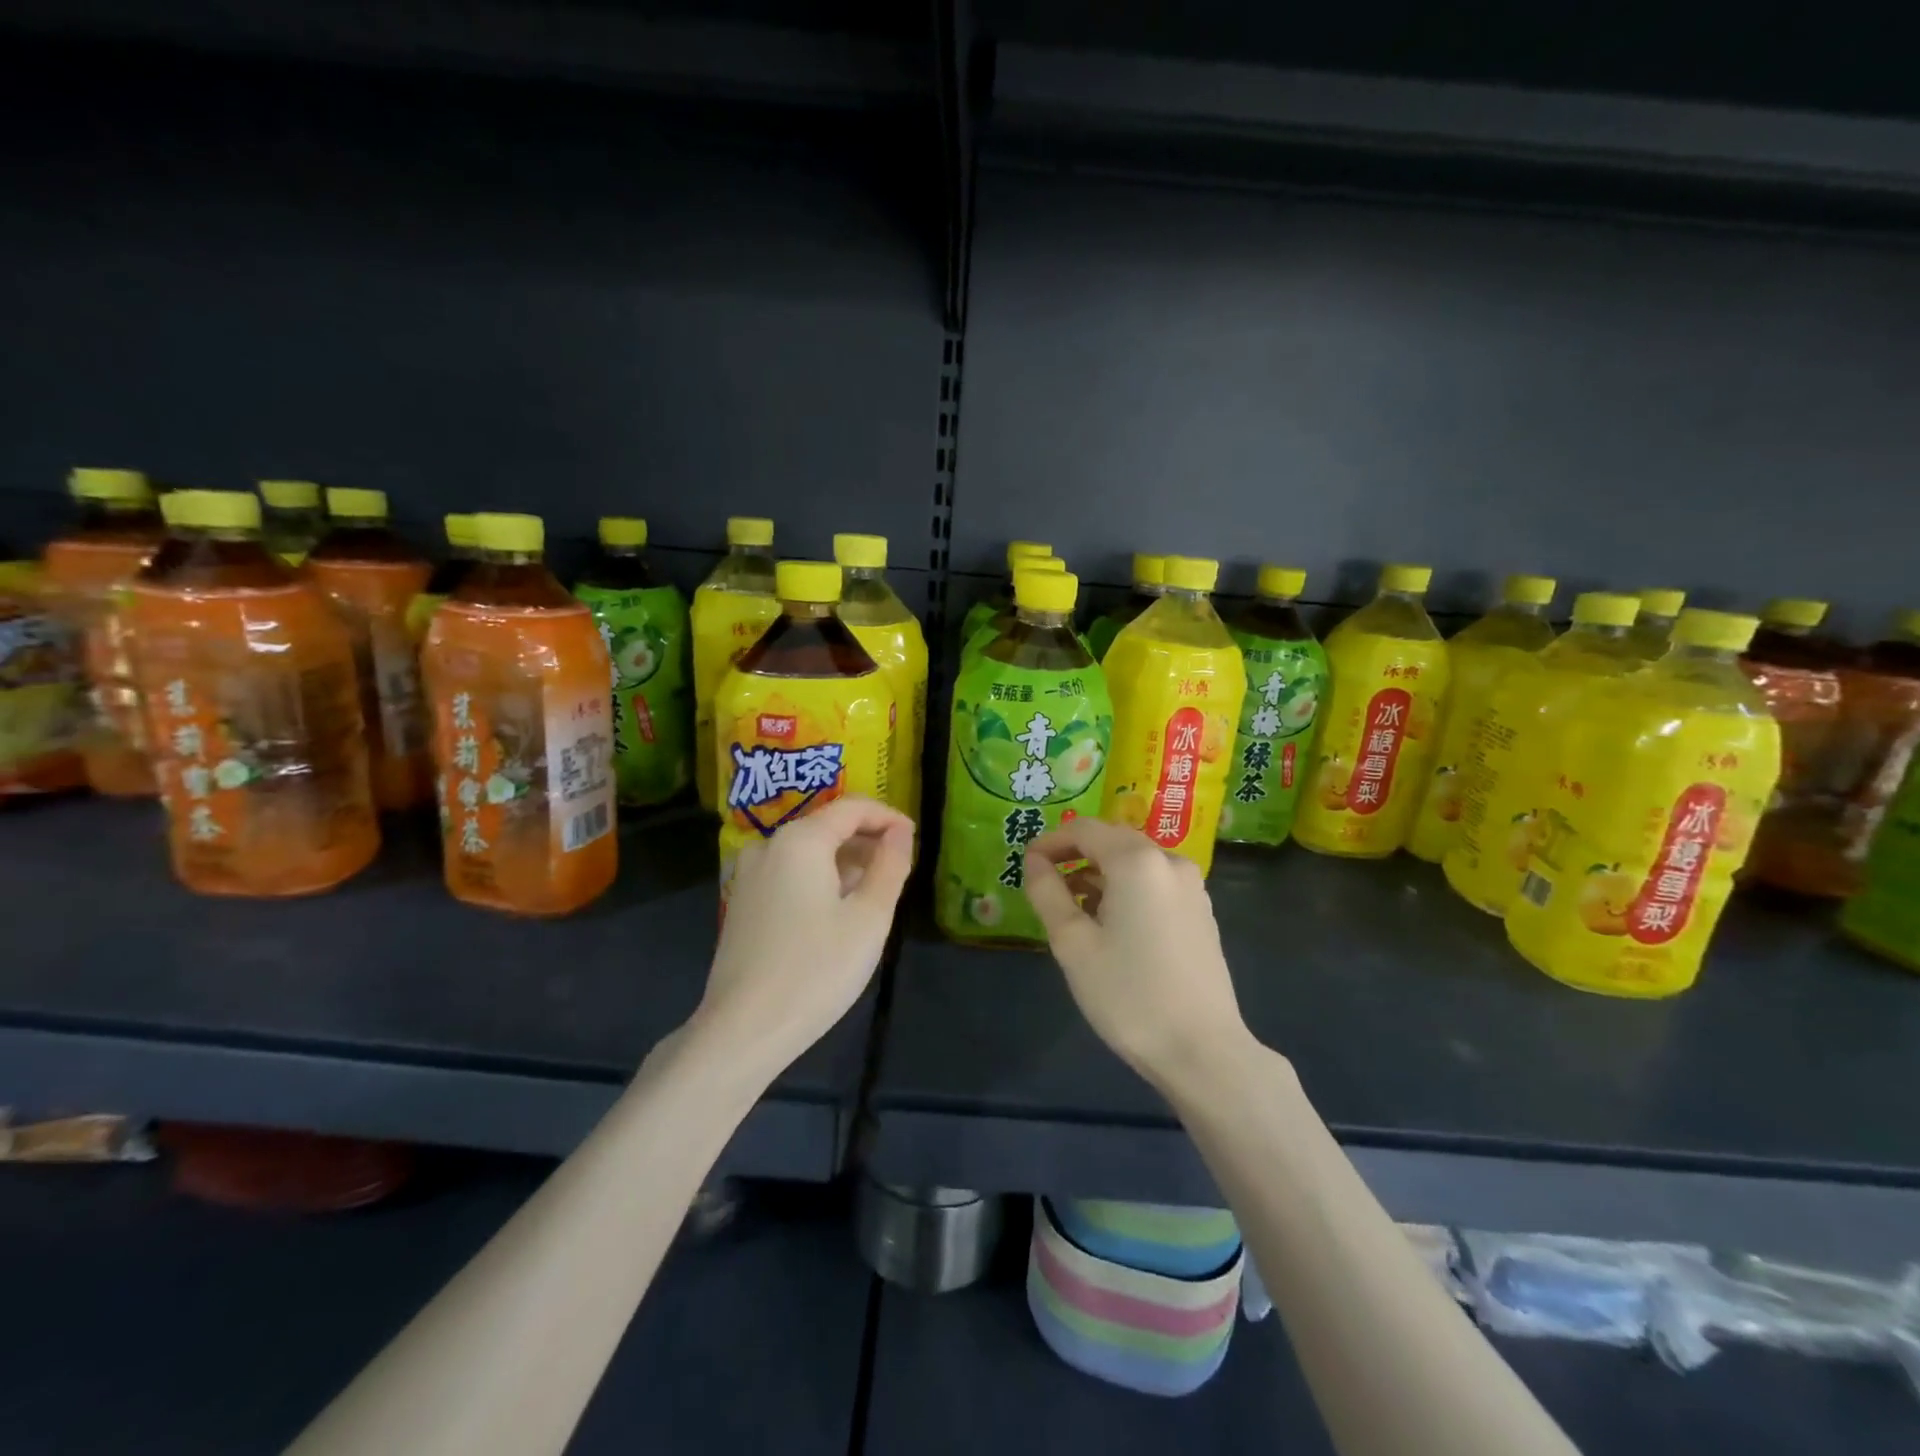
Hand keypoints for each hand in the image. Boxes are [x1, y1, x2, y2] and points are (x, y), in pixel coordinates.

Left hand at [698, 796, 913, 1073]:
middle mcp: (769, 845)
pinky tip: (837, 911)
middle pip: (827, 826)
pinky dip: (819, 878)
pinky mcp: (742, 901)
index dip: (887, 817)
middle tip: (899, 869)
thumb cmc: (817, 969)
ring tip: (873, 893)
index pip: (852, 807)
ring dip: (844, 861)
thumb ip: (890, 865)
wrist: (743, 1029)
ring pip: (807, 851)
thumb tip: (900, 832)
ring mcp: (749, 873)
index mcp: (800, 840)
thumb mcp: (869, 917)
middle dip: (866, 840)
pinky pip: (789, 872)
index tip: (914, 838)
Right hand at [1024, 817, 1250, 1089]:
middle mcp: (1169, 861)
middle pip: (1112, 840)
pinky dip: (1126, 889)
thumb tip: (1034, 861)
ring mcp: (1192, 886)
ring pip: (1134, 862)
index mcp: (1137, 861)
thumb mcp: (1073, 943)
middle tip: (1045, 884)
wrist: (1202, 1051)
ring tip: (1072, 908)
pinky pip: (1154, 883)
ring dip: (1099, 873)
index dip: (1050, 841)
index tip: (1025, 864)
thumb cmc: (1128, 995)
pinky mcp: (1201, 911)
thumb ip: (1048, 892)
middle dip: (1074, 855)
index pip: (1084, 829)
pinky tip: (1110, 923)